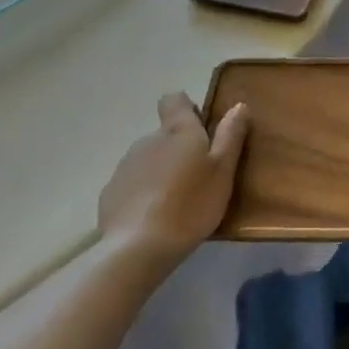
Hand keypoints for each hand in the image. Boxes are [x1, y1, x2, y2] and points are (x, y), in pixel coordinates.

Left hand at [98, 92, 248, 269]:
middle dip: (179, 148)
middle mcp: (148, 140)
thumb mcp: (223, 171)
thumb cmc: (190, 205)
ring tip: (176, 202)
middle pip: (164, 134)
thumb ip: (230, 136)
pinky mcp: (110, 193)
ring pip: (149, 159)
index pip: (174, 100)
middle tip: (198, 176)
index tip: (201, 129)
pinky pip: (133, 184)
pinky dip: (143, 193)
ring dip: (161, 171)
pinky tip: (153, 218)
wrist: (137, 249)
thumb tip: (238, 105)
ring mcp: (125, 166)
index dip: (187, 109)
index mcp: (178, 131)